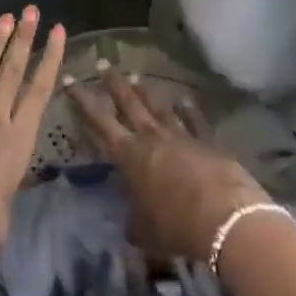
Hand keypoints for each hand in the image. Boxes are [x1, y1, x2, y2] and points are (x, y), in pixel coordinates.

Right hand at [68, 71, 271, 262]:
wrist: (225, 216)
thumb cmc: (177, 225)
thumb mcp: (146, 233)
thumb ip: (136, 224)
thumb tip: (130, 227)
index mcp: (129, 155)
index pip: (99, 121)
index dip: (82, 100)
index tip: (69, 79)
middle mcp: (151, 137)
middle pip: (129, 102)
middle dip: (113, 83)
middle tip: (103, 63)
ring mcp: (181, 135)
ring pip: (158, 106)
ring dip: (146, 92)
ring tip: (136, 76)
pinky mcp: (207, 141)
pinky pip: (194, 120)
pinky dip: (188, 109)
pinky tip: (184, 99)